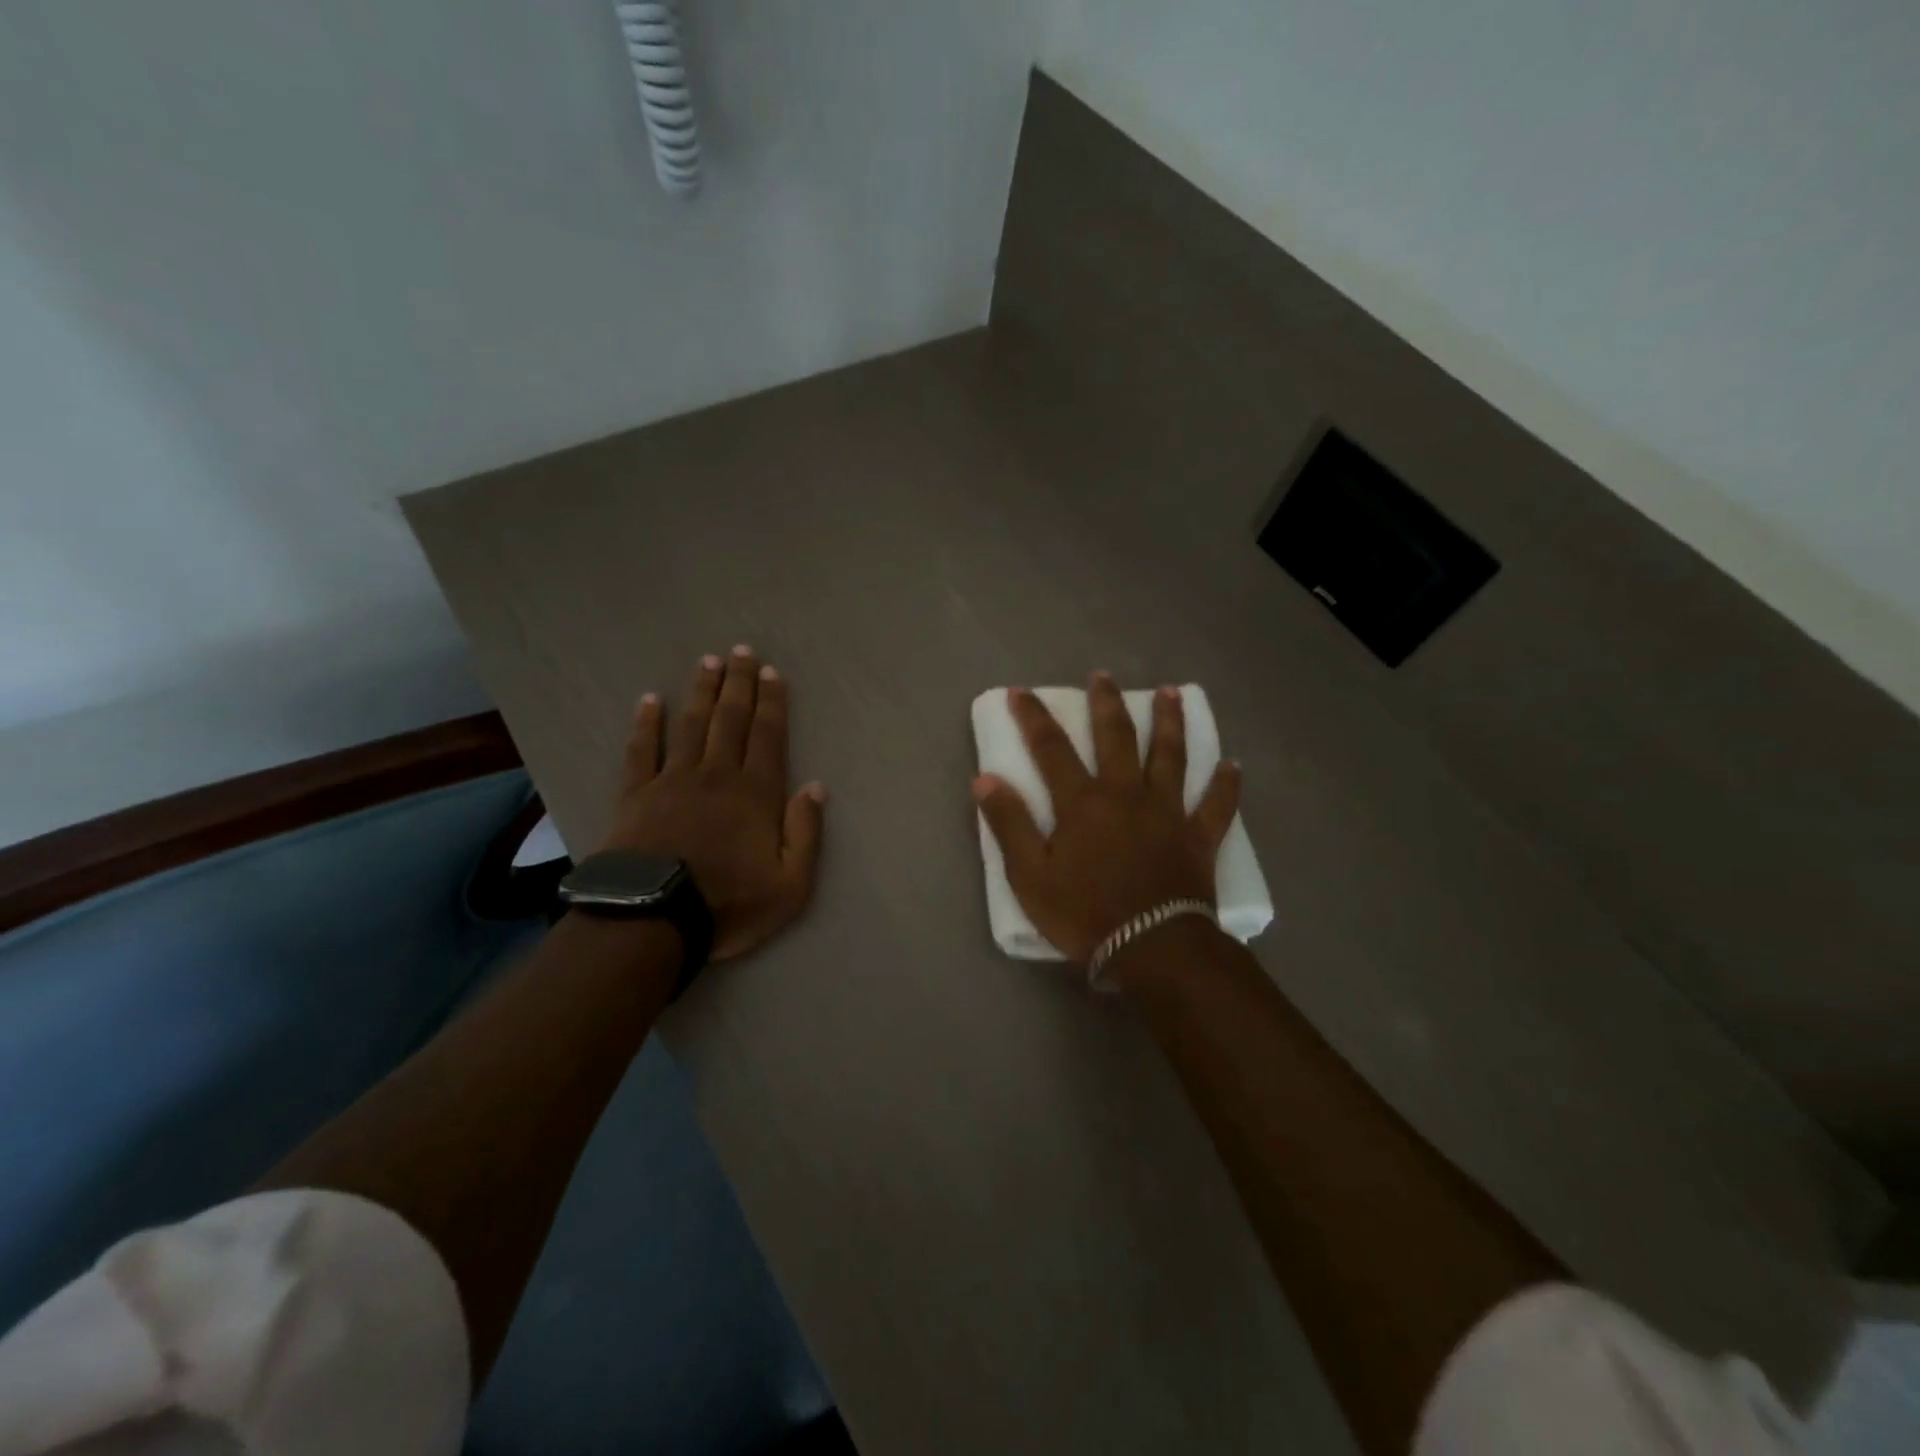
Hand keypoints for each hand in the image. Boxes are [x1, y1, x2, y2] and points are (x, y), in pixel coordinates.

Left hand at [601, 647, 825, 960]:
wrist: (652, 920)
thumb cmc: (728, 904)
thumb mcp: (791, 885)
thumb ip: (806, 833)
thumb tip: (815, 787)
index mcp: (755, 793)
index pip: (767, 736)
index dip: (771, 702)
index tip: (771, 672)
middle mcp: (716, 775)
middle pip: (730, 720)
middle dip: (738, 683)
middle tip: (740, 651)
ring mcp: (672, 781)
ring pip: (690, 725)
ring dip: (700, 692)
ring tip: (707, 662)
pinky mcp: (635, 794)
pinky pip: (641, 750)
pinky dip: (646, 723)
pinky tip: (650, 700)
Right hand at [973, 673, 1239, 966]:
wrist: (1152, 949)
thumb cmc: (1084, 914)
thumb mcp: (1029, 876)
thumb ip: (1009, 825)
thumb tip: (985, 779)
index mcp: (1082, 802)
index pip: (1051, 748)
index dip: (1034, 717)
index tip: (1022, 692)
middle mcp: (1126, 794)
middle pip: (1117, 737)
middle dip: (1106, 703)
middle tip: (1103, 676)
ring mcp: (1168, 812)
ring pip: (1171, 757)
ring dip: (1170, 723)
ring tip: (1172, 693)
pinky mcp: (1199, 837)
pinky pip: (1217, 805)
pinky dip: (1226, 785)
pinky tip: (1233, 766)